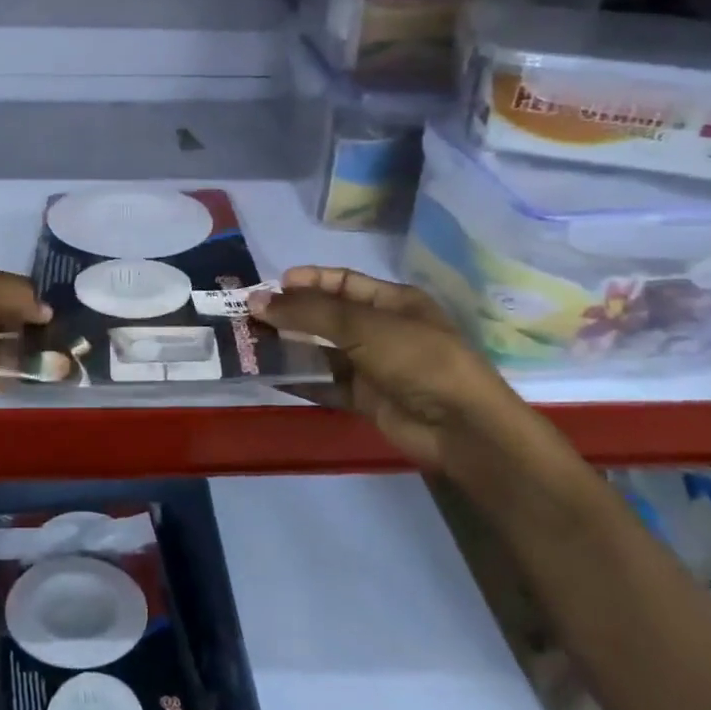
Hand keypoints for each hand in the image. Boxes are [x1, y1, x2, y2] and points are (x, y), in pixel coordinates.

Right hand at [250, 265, 532, 474]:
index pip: (341, 282)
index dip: (307, 281)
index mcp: (392, 301)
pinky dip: (300, 380)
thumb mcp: (362, 326)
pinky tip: (269, 376)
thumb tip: (256, 300)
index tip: (270, 287)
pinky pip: (326, 384)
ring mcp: (374, 366)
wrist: (461, 428)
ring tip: (250, 345)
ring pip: (323, 351)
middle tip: (249, 318)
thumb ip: (308, 312)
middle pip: (327, 317)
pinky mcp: (366, 399)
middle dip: (290, 316)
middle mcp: (382, 330)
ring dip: (290, 348)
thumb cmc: (416, 359)